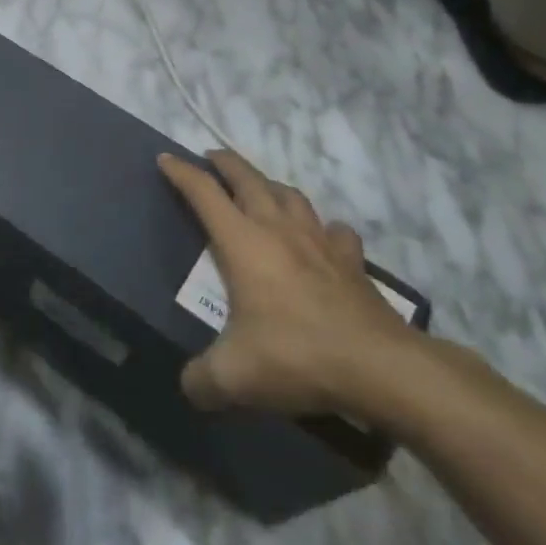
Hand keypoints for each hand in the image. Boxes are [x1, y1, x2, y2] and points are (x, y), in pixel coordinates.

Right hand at [159, 150, 421, 419]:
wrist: (380, 367)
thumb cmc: (296, 356)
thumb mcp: (234, 377)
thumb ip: (202, 380)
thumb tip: (190, 387)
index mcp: (242, 242)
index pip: (204, 193)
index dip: (181, 173)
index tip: (165, 159)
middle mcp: (278, 229)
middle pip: (248, 178)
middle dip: (225, 163)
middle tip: (211, 157)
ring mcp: (319, 241)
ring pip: (291, 194)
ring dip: (270, 184)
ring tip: (260, 189)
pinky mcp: (352, 262)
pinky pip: (334, 231)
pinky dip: (322, 227)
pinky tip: (321, 237)